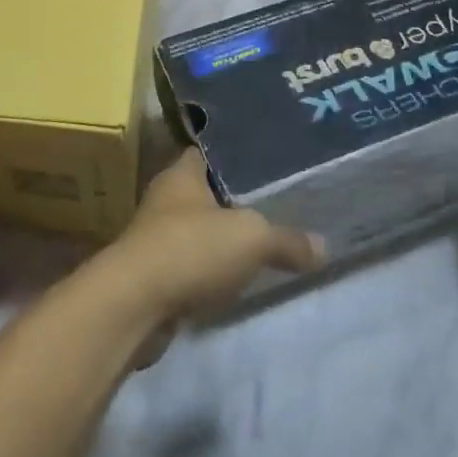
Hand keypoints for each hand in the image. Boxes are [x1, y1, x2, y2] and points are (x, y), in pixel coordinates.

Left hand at [99, 148, 324, 335]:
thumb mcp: (251, 237)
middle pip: (207, 192)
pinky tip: (238, 279)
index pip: (211, 151)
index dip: (239, 154)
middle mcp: (166, 199)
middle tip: (279, 202)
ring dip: (223, 239)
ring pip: (199, 231)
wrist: (133, 305)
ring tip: (265, 241)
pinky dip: (212, 271)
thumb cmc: (190, 249)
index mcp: (182, 173)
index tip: (270, 159)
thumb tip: (323, 246)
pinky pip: (192, 265)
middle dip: (237, 199)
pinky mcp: (155, 276)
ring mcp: (156, 238)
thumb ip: (287, 239)